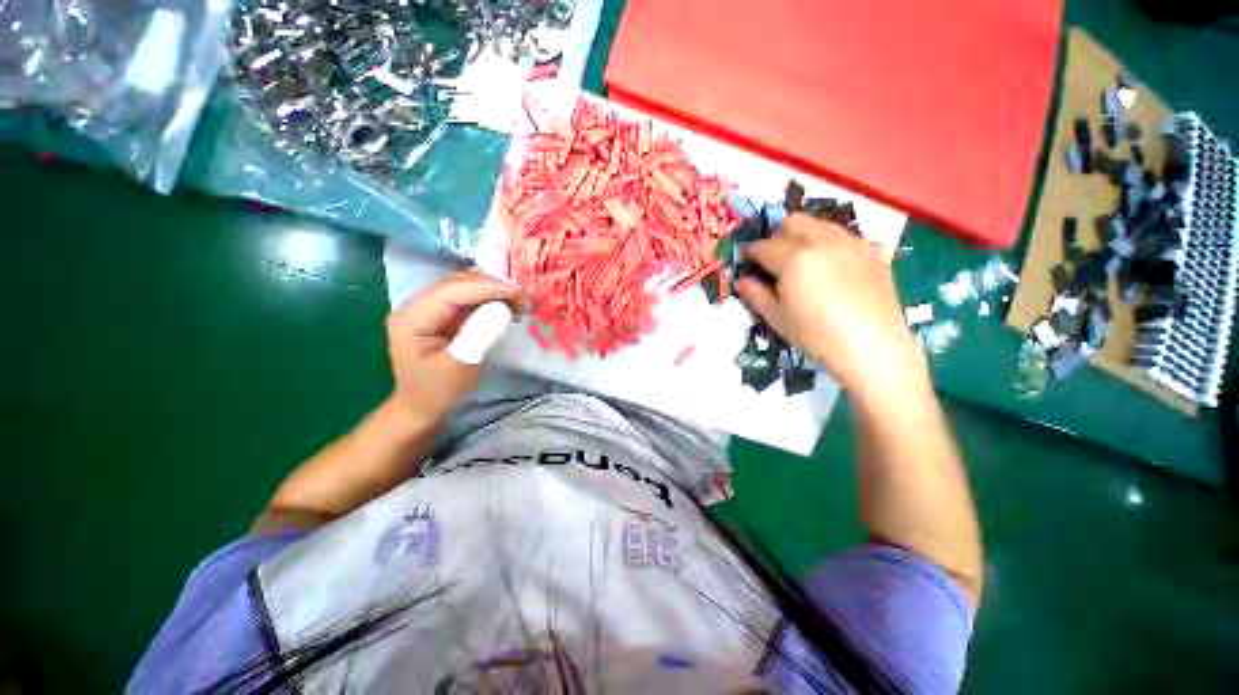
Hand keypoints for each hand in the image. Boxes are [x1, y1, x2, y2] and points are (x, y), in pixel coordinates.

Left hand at [386, 271, 519, 423]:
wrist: (420, 407)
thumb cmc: (438, 392)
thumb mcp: (460, 367)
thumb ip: (479, 335)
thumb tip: (503, 309)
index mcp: (411, 320)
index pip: (450, 292)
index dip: (485, 288)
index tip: (517, 292)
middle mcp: (414, 307)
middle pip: (455, 283)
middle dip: (490, 286)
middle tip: (521, 298)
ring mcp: (426, 308)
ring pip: (461, 286)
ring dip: (490, 290)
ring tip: (516, 302)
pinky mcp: (438, 314)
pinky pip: (464, 297)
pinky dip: (486, 298)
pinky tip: (503, 305)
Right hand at [734, 214, 926, 403]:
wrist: (872, 348)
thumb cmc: (815, 336)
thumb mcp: (777, 318)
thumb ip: (756, 294)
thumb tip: (742, 280)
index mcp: (793, 259)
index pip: (763, 246)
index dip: (751, 253)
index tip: (747, 261)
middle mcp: (822, 241)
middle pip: (793, 222)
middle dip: (778, 237)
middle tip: (775, 260)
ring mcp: (851, 243)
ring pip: (820, 224)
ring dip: (804, 236)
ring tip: (804, 261)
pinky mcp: (873, 251)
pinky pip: (845, 236)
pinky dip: (831, 244)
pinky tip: (832, 267)